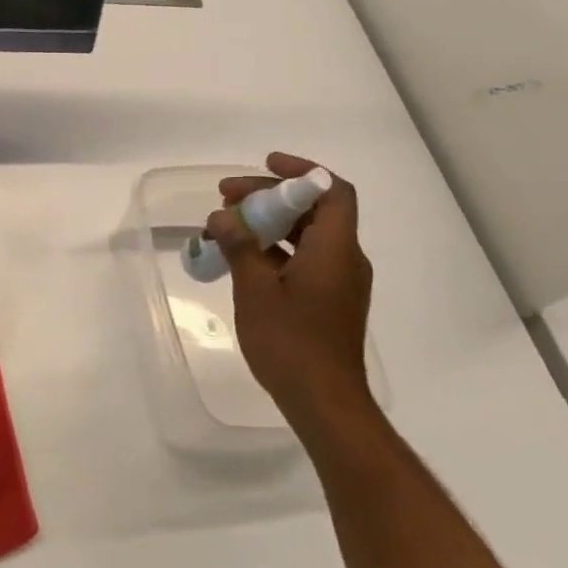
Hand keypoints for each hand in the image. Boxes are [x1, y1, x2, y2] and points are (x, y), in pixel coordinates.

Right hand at [208, 153, 374, 430]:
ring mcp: (338, 282)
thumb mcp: (256, 291)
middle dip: (270, 197)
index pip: (332, 191)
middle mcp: (344, 259)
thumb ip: (241, 247)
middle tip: (226, 199)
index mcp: (334, 249)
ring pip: (306, 236)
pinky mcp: (329, 301)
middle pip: (313, 210)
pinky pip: (304, 259)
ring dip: (269, 225)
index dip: (301, 170)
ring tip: (226, 227)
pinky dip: (275, 250)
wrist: (324, 402)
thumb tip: (224, 217)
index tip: (265, 164)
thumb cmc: (291, 343)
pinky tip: (241, 260)